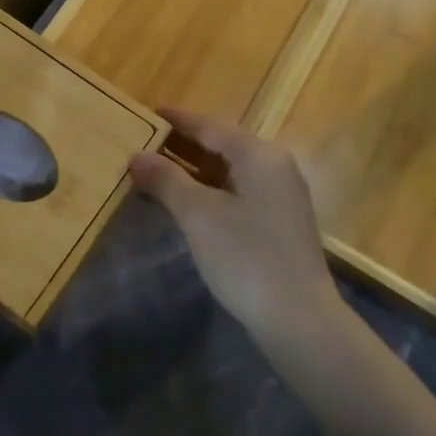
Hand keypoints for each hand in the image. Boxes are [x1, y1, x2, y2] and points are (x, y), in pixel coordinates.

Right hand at [129, 108, 342, 343]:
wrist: (299, 321)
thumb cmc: (247, 257)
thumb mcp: (198, 215)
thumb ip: (166, 179)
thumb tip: (137, 156)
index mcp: (259, 155)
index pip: (210, 126)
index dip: (176, 120)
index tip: (145, 113)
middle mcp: (274, 167)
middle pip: (221, 146)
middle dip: (180, 146)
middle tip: (141, 142)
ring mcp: (279, 196)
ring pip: (228, 172)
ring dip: (192, 171)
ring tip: (153, 171)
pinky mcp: (278, 223)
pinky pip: (236, 193)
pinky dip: (207, 191)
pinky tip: (182, 202)